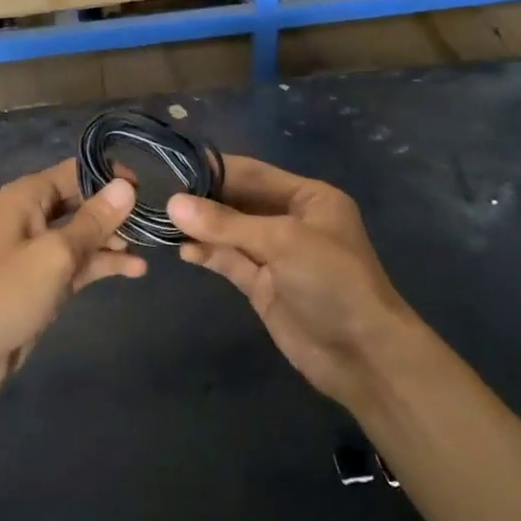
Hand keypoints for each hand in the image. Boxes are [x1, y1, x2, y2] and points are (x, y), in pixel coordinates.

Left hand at [0, 160, 142, 406]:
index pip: (76, 171)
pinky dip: (104, 264)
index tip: (148, 190)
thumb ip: (93, 221)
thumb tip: (127, 186)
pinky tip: (135, 270)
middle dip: (117, 210)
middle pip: (83, 201)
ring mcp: (39, 251)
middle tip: (155, 221)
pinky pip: (80, 264)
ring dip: (114, 239)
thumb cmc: (5, 293)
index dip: (111, 177)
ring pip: (84, 234)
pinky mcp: (44, 282)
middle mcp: (33, 216)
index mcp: (28, 197)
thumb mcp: (55, 254)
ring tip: (151, 246)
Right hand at [168, 157, 421, 409]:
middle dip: (203, 200)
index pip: (253, 173)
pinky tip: (183, 251)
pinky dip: (208, 255)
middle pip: (239, 202)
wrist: (362, 354)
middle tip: (157, 194)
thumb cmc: (332, 281)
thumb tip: (173, 204)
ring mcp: (276, 255)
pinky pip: (230, 262)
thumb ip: (227, 223)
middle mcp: (291, 220)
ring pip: (231, 233)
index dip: (215, 169)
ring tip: (161, 222)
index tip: (172, 165)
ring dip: (201, 228)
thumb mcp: (282, 241)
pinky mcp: (263, 286)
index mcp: (308, 198)